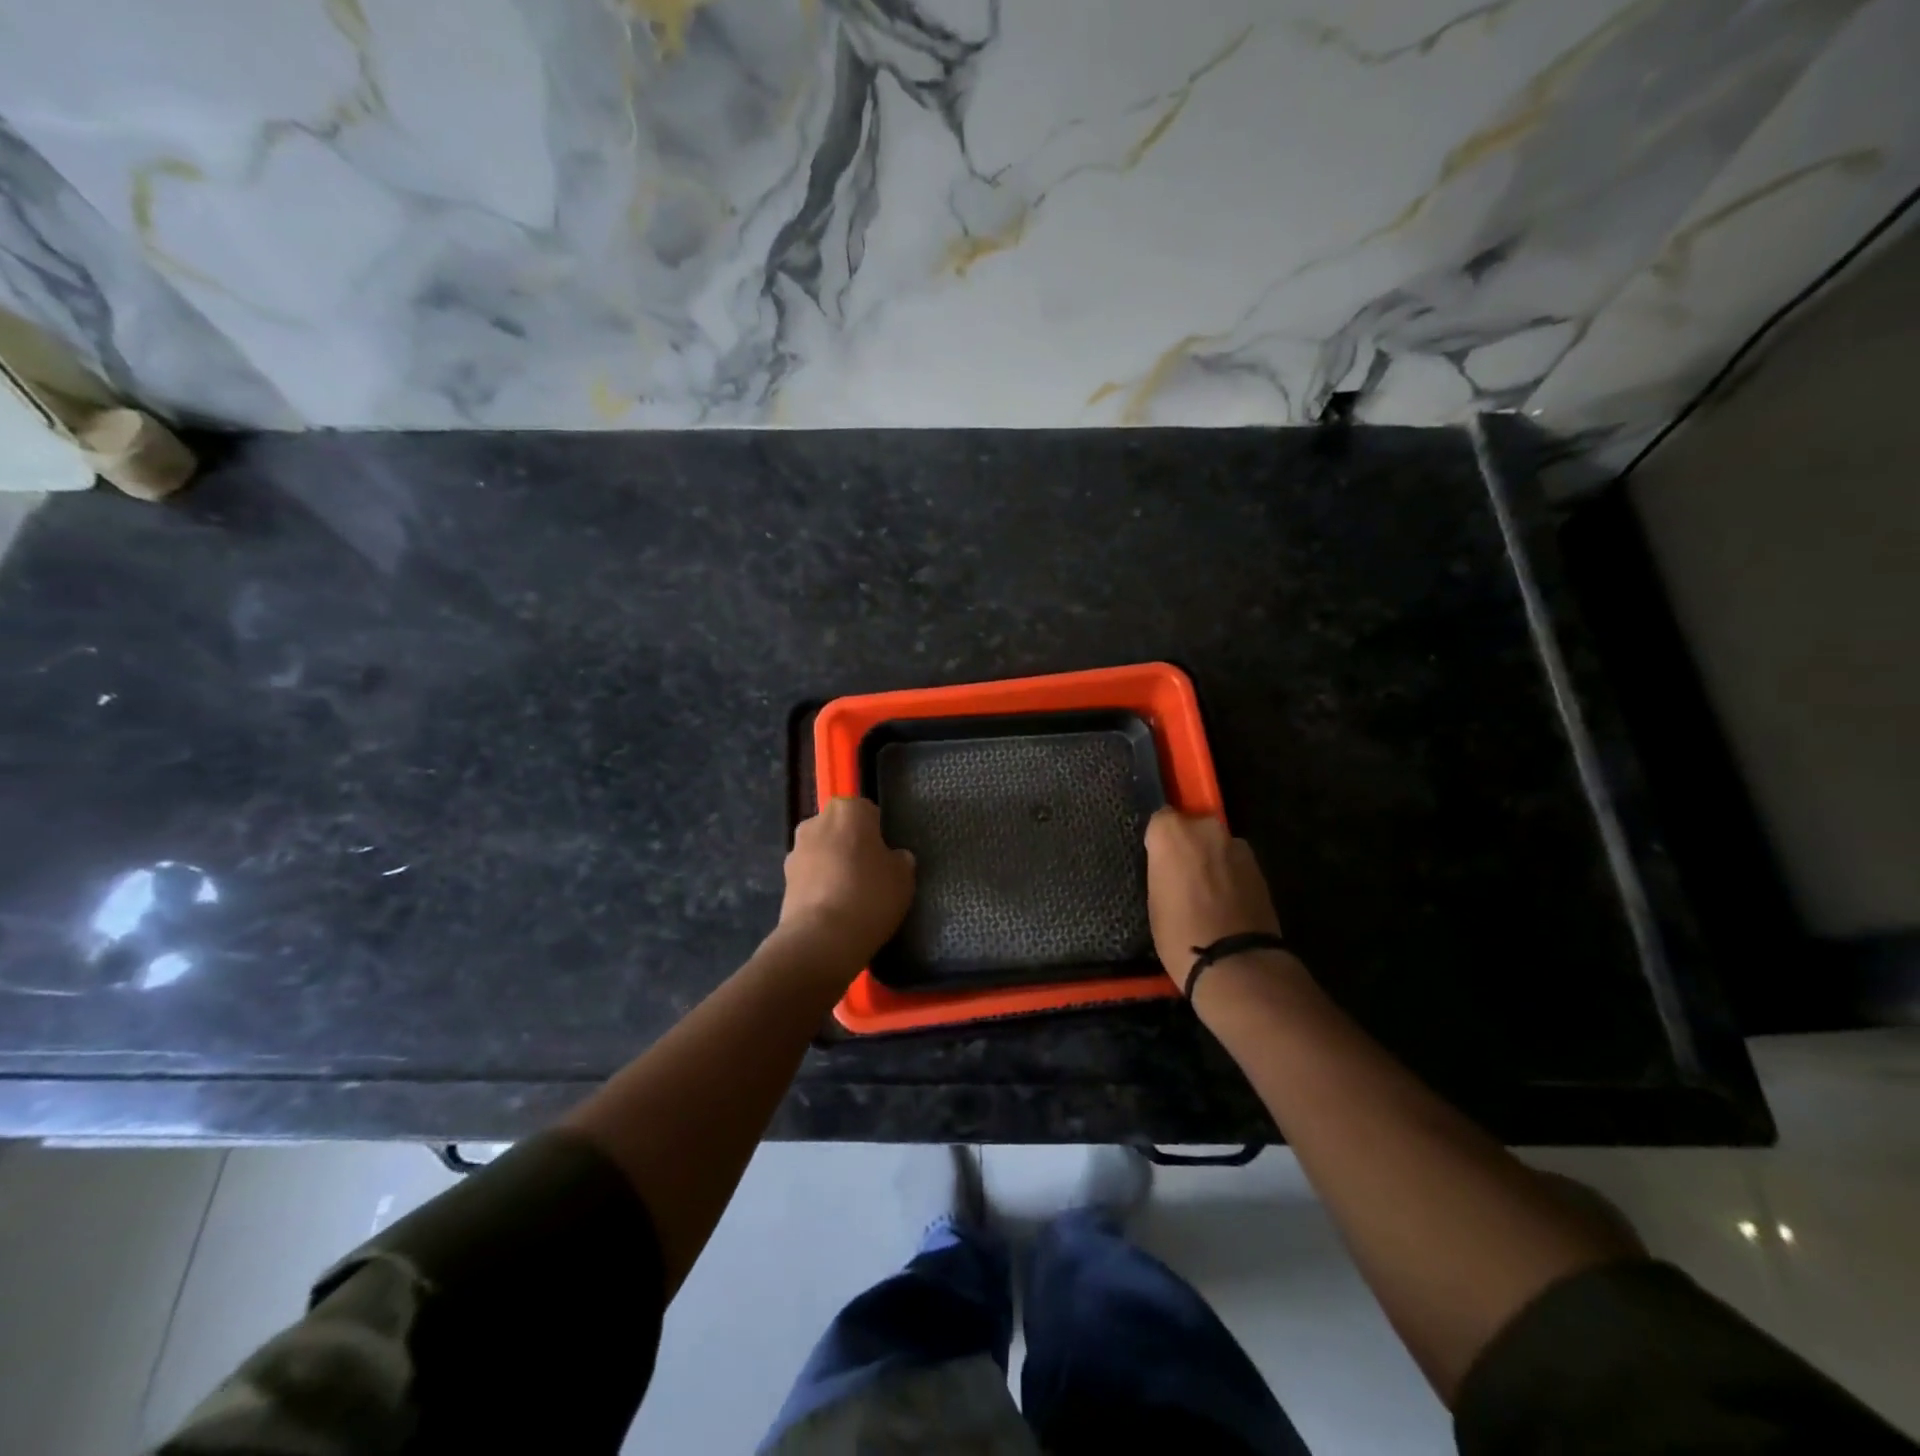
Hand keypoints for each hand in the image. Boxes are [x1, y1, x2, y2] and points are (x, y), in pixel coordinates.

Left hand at [776, 796, 915, 968]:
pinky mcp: (783, 879)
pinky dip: (820, 885)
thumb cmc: (870, 896)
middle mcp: (817, 821)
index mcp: (848, 810)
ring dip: (834, 864)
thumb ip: (900, 859)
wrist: (821, 938)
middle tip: (870, 874)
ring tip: (851, 896)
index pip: (868, 811)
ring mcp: (796, 850)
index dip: (879, 833)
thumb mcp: (903, 877)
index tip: (886, 856)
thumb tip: (893, 857)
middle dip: (852, 845)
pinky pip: (810, 875)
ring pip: (823, 851)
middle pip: (841, 829)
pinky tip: (834, 909)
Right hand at [1144, 808, 1281, 988]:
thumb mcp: (1155, 899)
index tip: (1158, 862)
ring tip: (1207, 893)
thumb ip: (1163, 870)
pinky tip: (1226, 902)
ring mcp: (1236, 846)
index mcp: (1172, 832)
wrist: (1234, 961)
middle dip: (1189, 846)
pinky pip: (1235, 863)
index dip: (1160, 841)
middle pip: (1193, 828)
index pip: (1161, 820)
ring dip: (1212, 860)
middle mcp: (1205, 829)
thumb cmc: (1179, 932)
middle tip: (1182, 876)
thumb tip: (1172, 868)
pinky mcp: (1259, 867)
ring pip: (1217, 845)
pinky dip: (1230, 875)